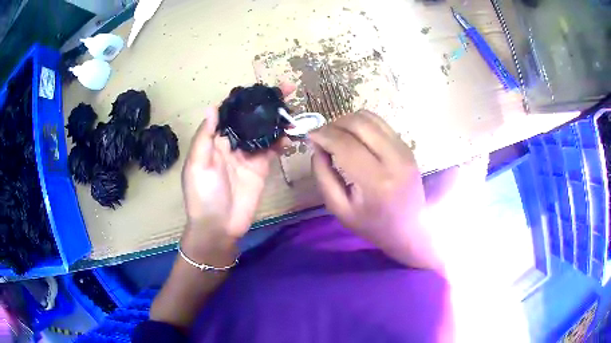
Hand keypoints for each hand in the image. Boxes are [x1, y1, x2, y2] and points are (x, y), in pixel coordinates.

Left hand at [181, 83, 294, 252]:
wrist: (218, 227)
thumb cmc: (203, 195)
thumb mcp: (198, 164)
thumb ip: (205, 136)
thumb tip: (212, 107)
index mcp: (215, 139)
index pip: (231, 112)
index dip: (245, 98)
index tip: (262, 86)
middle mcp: (233, 143)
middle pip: (251, 118)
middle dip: (267, 104)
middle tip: (288, 90)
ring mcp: (248, 155)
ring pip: (264, 132)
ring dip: (277, 120)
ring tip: (293, 111)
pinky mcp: (261, 168)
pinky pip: (272, 150)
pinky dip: (281, 141)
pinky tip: (290, 135)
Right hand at [309, 110, 438, 269]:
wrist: (409, 228)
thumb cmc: (372, 224)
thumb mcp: (339, 208)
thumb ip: (323, 175)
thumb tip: (316, 146)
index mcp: (375, 182)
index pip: (345, 144)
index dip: (323, 135)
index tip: (310, 136)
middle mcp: (394, 160)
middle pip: (359, 124)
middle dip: (334, 124)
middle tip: (323, 136)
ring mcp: (404, 151)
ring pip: (370, 118)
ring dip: (348, 121)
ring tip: (338, 136)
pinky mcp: (407, 147)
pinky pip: (381, 124)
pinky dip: (363, 124)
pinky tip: (355, 138)